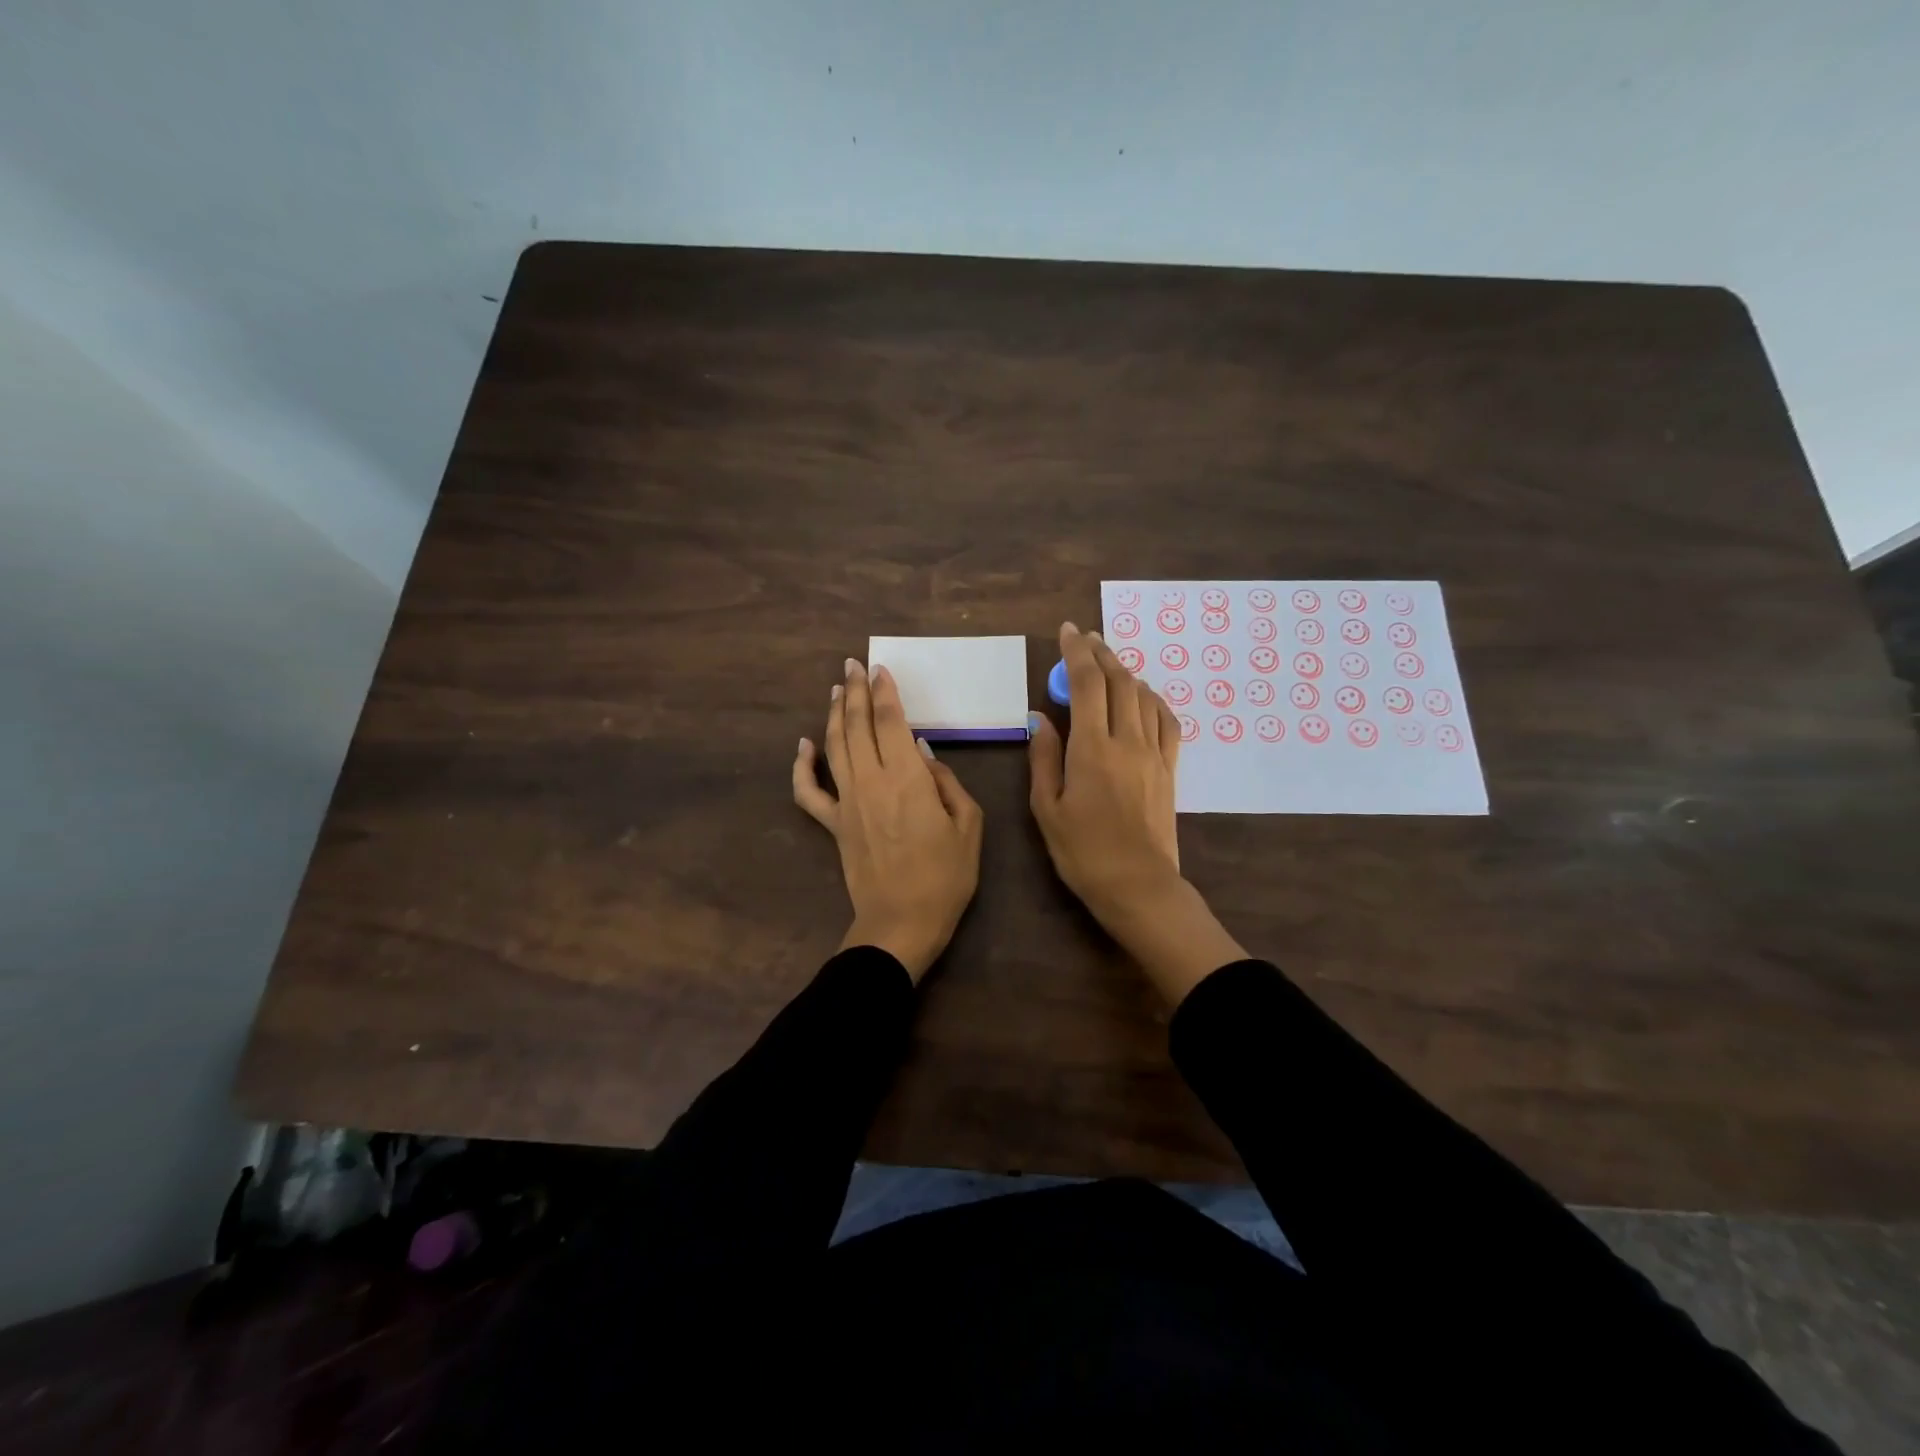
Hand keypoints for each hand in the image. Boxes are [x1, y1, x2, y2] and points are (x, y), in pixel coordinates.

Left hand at [793, 658, 983, 980]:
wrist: (902, 922)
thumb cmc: (945, 876)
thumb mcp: (968, 826)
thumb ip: (947, 783)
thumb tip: (922, 754)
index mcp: (906, 778)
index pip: (890, 721)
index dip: (884, 691)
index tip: (879, 669)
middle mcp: (871, 781)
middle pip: (856, 725)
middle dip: (854, 691)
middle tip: (852, 665)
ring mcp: (846, 802)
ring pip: (833, 746)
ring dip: (833, 714)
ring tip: (835, 689)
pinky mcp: (832, 824)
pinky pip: (808, 792)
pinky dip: (802, 766)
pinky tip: (803, 746)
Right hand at [1029, 622, 1246, 1004]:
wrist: (1138, 886)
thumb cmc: (1083, 852)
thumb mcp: (1047, 808)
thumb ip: (1043, 758)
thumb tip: (1040, 718)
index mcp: (1092, 748)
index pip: (1088, 683)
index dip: (1078, 651)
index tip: (1069, 630)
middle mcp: (1127, 741)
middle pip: (1119, 681)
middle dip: (1102, 653)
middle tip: (1086, 639)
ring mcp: (1154, 753)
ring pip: (1143, 696)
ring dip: (1125, 672)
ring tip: (1109, 663)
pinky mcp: (1169, 769)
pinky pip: (1167, 721)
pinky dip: (1153, 700)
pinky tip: (1142, 698)